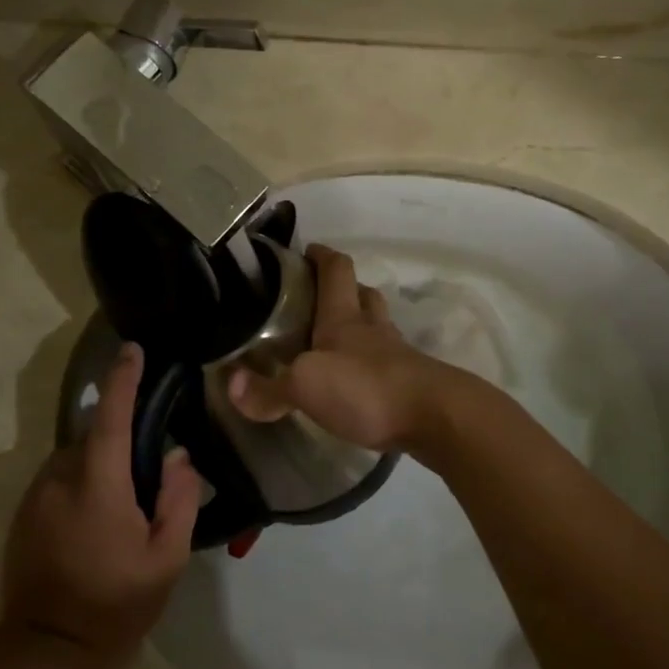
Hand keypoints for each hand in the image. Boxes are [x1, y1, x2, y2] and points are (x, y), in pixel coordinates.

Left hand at [1, 343, 201, 668]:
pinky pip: (57, 480)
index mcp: (98, 484)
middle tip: (146, 478)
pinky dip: (78, 484)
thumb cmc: (114, 604)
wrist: (45, 650)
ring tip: (120, 507)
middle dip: (119, 443)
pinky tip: (92, 523)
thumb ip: (178, 500)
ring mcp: (35, 495)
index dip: (123, 379)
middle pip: (93, 437)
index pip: (112, 417)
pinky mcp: (22, 513)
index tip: (133, 350)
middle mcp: (60, 478)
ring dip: (98, 466)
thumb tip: (179, 455)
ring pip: (73, 459)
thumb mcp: (165, 560)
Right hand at [228, 245, 453, 451]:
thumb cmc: (366, 388)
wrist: (437, 418)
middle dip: (344, 289)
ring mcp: (397, 356)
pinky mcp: (411, 385)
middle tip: (318, 299)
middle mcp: (373, 330)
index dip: (321, 255)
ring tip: (334, 341)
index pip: (336, 270)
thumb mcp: (306, 387)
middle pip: (363, 294)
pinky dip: (371, 364)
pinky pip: (388, 363)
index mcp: (344, 318)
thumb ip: (269, 388)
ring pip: (378, 328)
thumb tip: (231, 384)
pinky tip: (357, 382)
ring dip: (361, 327)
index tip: (305, 250)